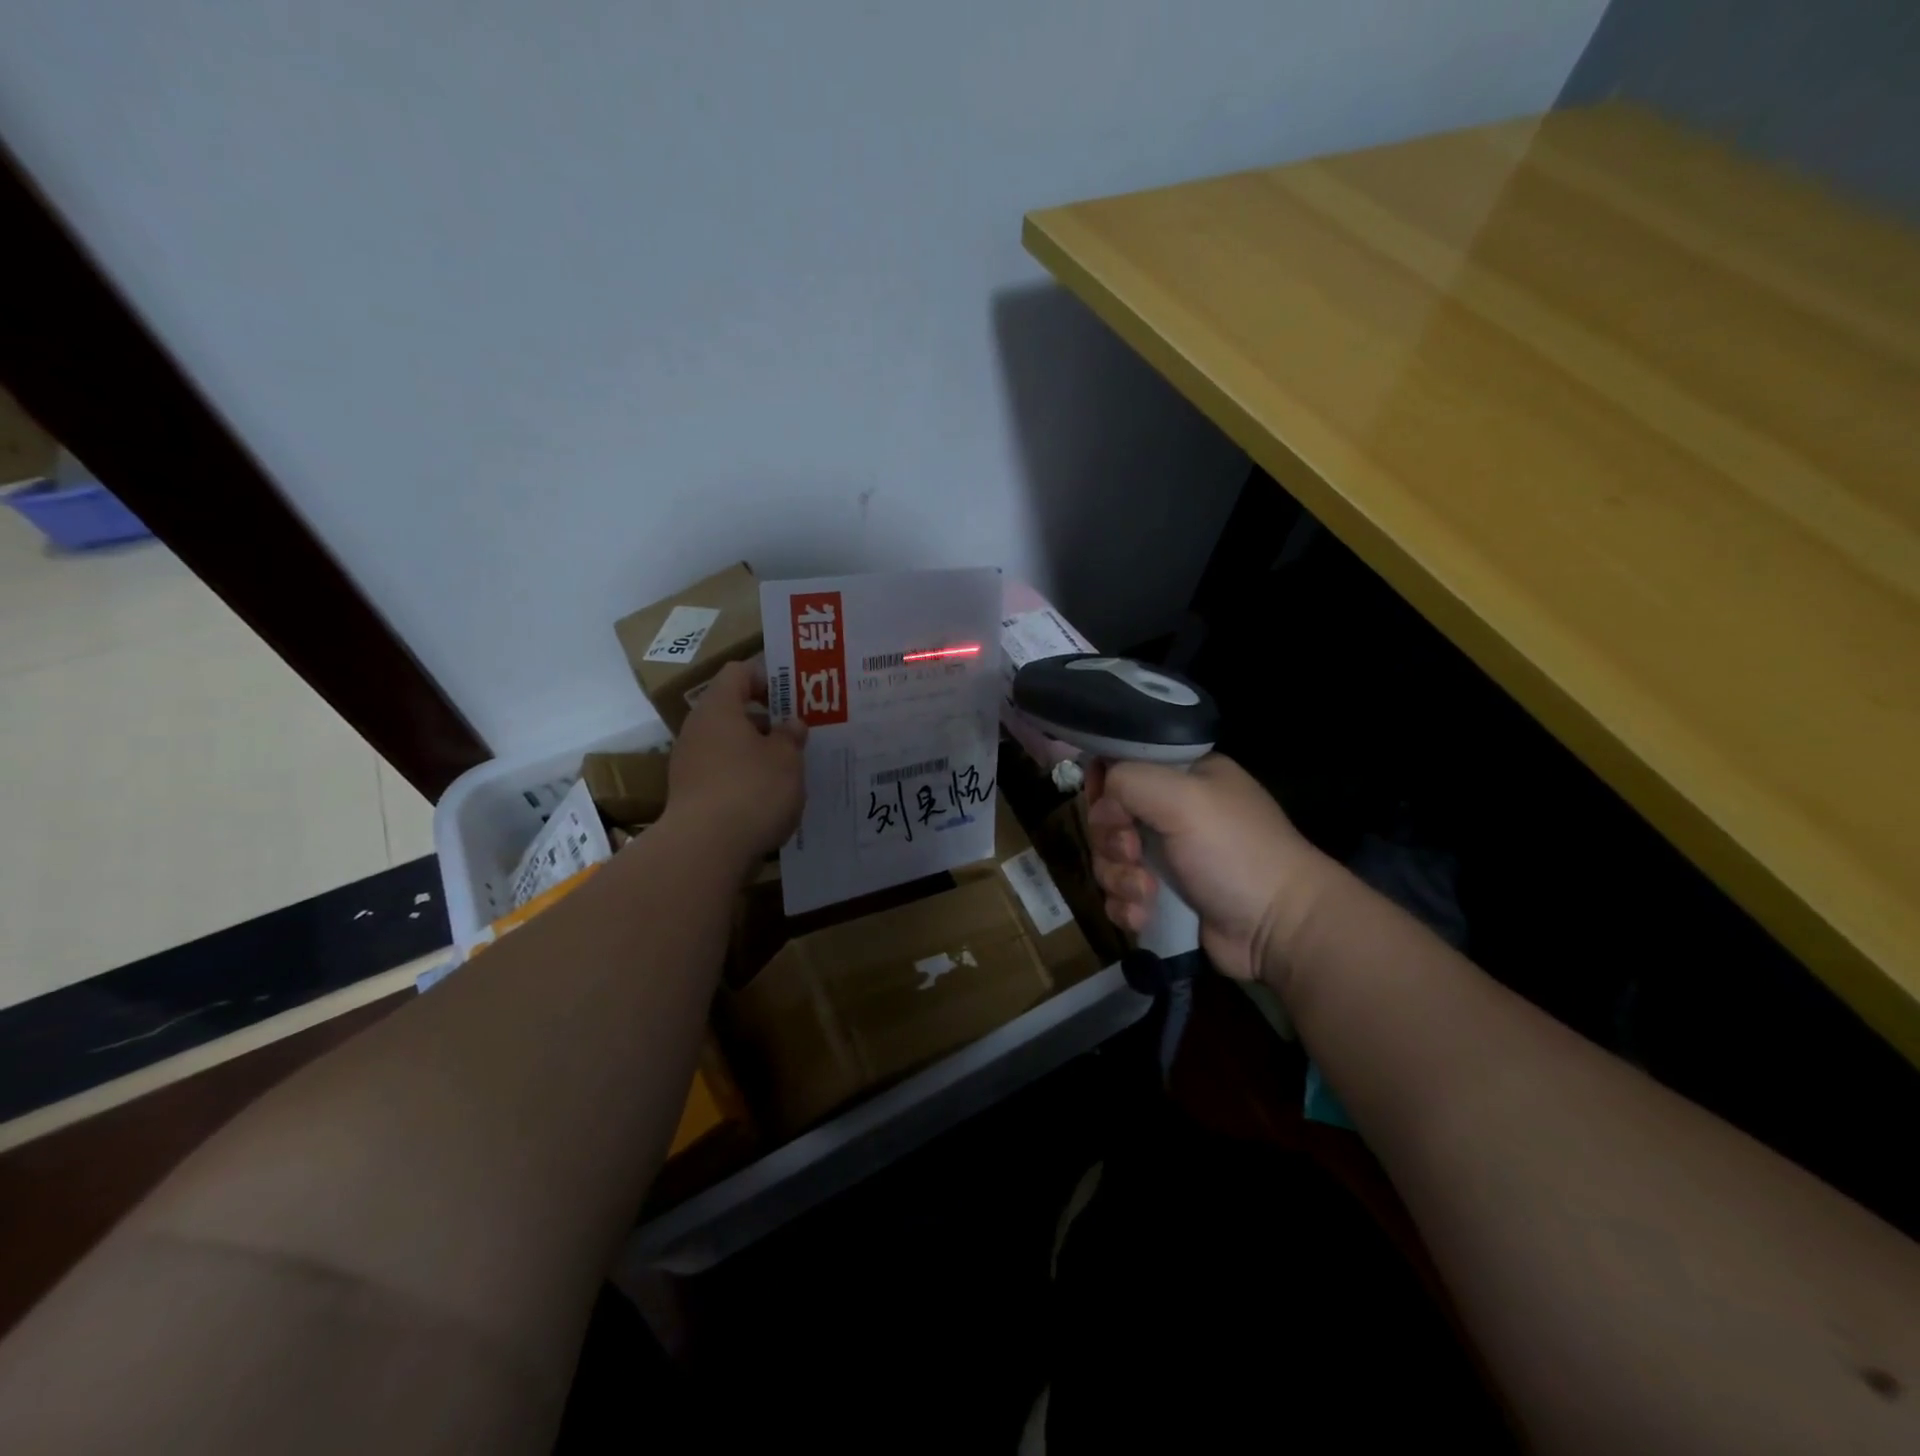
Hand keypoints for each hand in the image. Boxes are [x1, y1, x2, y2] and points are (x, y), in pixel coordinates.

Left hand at [665, 661, 806, 866]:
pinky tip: (770, 798)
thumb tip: (791, 724)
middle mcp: (698, 730)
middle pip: (733, 711)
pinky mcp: (691, 796)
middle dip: (767, 721)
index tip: (795, 697)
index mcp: (719, 708)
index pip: (739, 673)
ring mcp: (690, 765)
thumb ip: (791, 736)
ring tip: (790, 769)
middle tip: (799, 734)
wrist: (705, 850)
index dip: (768, 677)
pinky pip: (723, 775)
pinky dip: (746, 779)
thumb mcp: (787, 759)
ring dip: (758, 753)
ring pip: (729, 746)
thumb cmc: (752, 790)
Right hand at [1086, 754, 1334, 987]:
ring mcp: (1167, 857)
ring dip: (1119, 879)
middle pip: (1108, 817)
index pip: (1122, 765)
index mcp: (1185, 776)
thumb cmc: (1235, 852)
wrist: (1278, 929)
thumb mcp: (1183, 798)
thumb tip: (1101, 803)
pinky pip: (1119, 896)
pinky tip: (1145, 916)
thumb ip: (1129, 780)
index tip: (1109, 807)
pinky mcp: (1162, 898)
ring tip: (1146, 894)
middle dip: (1112, 841)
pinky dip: (1126, 907)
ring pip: (1109, 860)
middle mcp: (1173, 812)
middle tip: (1134, 854)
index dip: (1105, 786)